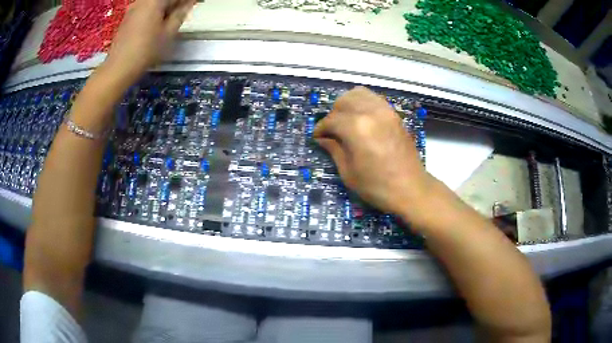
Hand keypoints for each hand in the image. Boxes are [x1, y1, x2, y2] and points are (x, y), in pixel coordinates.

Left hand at [104, 0, 195, 81]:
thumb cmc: (146, 50)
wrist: (118, 68)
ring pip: (154, 3)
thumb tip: (189, 3)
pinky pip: (146, 8)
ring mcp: (133, 9)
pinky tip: (159, 21)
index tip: (196, 3)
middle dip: (176, 3)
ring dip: (166, 7)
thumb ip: (180, 13)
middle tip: (185, 10)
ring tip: (173, 17)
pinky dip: (155, 11)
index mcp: (154, 1)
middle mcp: (143, 1)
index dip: (187, 1)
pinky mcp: (127, 18)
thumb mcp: (169, 32)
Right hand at [314, 87, 433, 220]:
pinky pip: (374, 98)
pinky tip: (361, 118)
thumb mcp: (348, 172)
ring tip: (346, 121)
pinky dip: (363, 103)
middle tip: (332, 131)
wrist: (410, 188)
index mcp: (356, 128)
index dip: (320, 128)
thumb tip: (323, 138)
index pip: (331, 120)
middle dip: (333, 114)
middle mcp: (370, 112)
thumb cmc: (377, 186)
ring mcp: (385, 111)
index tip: (317, 137)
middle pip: (343, 101)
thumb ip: (334, 149)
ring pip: (359, 94)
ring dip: (347, 104)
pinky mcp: (394, 114)